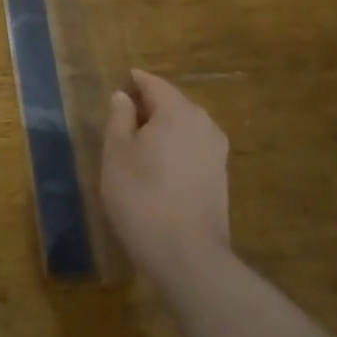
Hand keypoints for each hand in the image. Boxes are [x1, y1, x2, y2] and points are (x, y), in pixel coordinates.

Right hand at [100, 69, 230, 286]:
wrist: (187, 255)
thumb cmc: (141, 196)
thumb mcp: (116, 153)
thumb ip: (119, 118)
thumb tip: (124, 97)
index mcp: (177, 111)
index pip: (154, 84)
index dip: (135, 81)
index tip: (121, 82)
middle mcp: (204, 124)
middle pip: (173, 104)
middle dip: (149, 106)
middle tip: (123, 116)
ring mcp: (217, 152)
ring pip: (185, 127)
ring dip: (163, 129)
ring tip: (138, 143)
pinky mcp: (221, 177)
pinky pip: (193, 148)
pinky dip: (175, 148)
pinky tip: (159, 167)